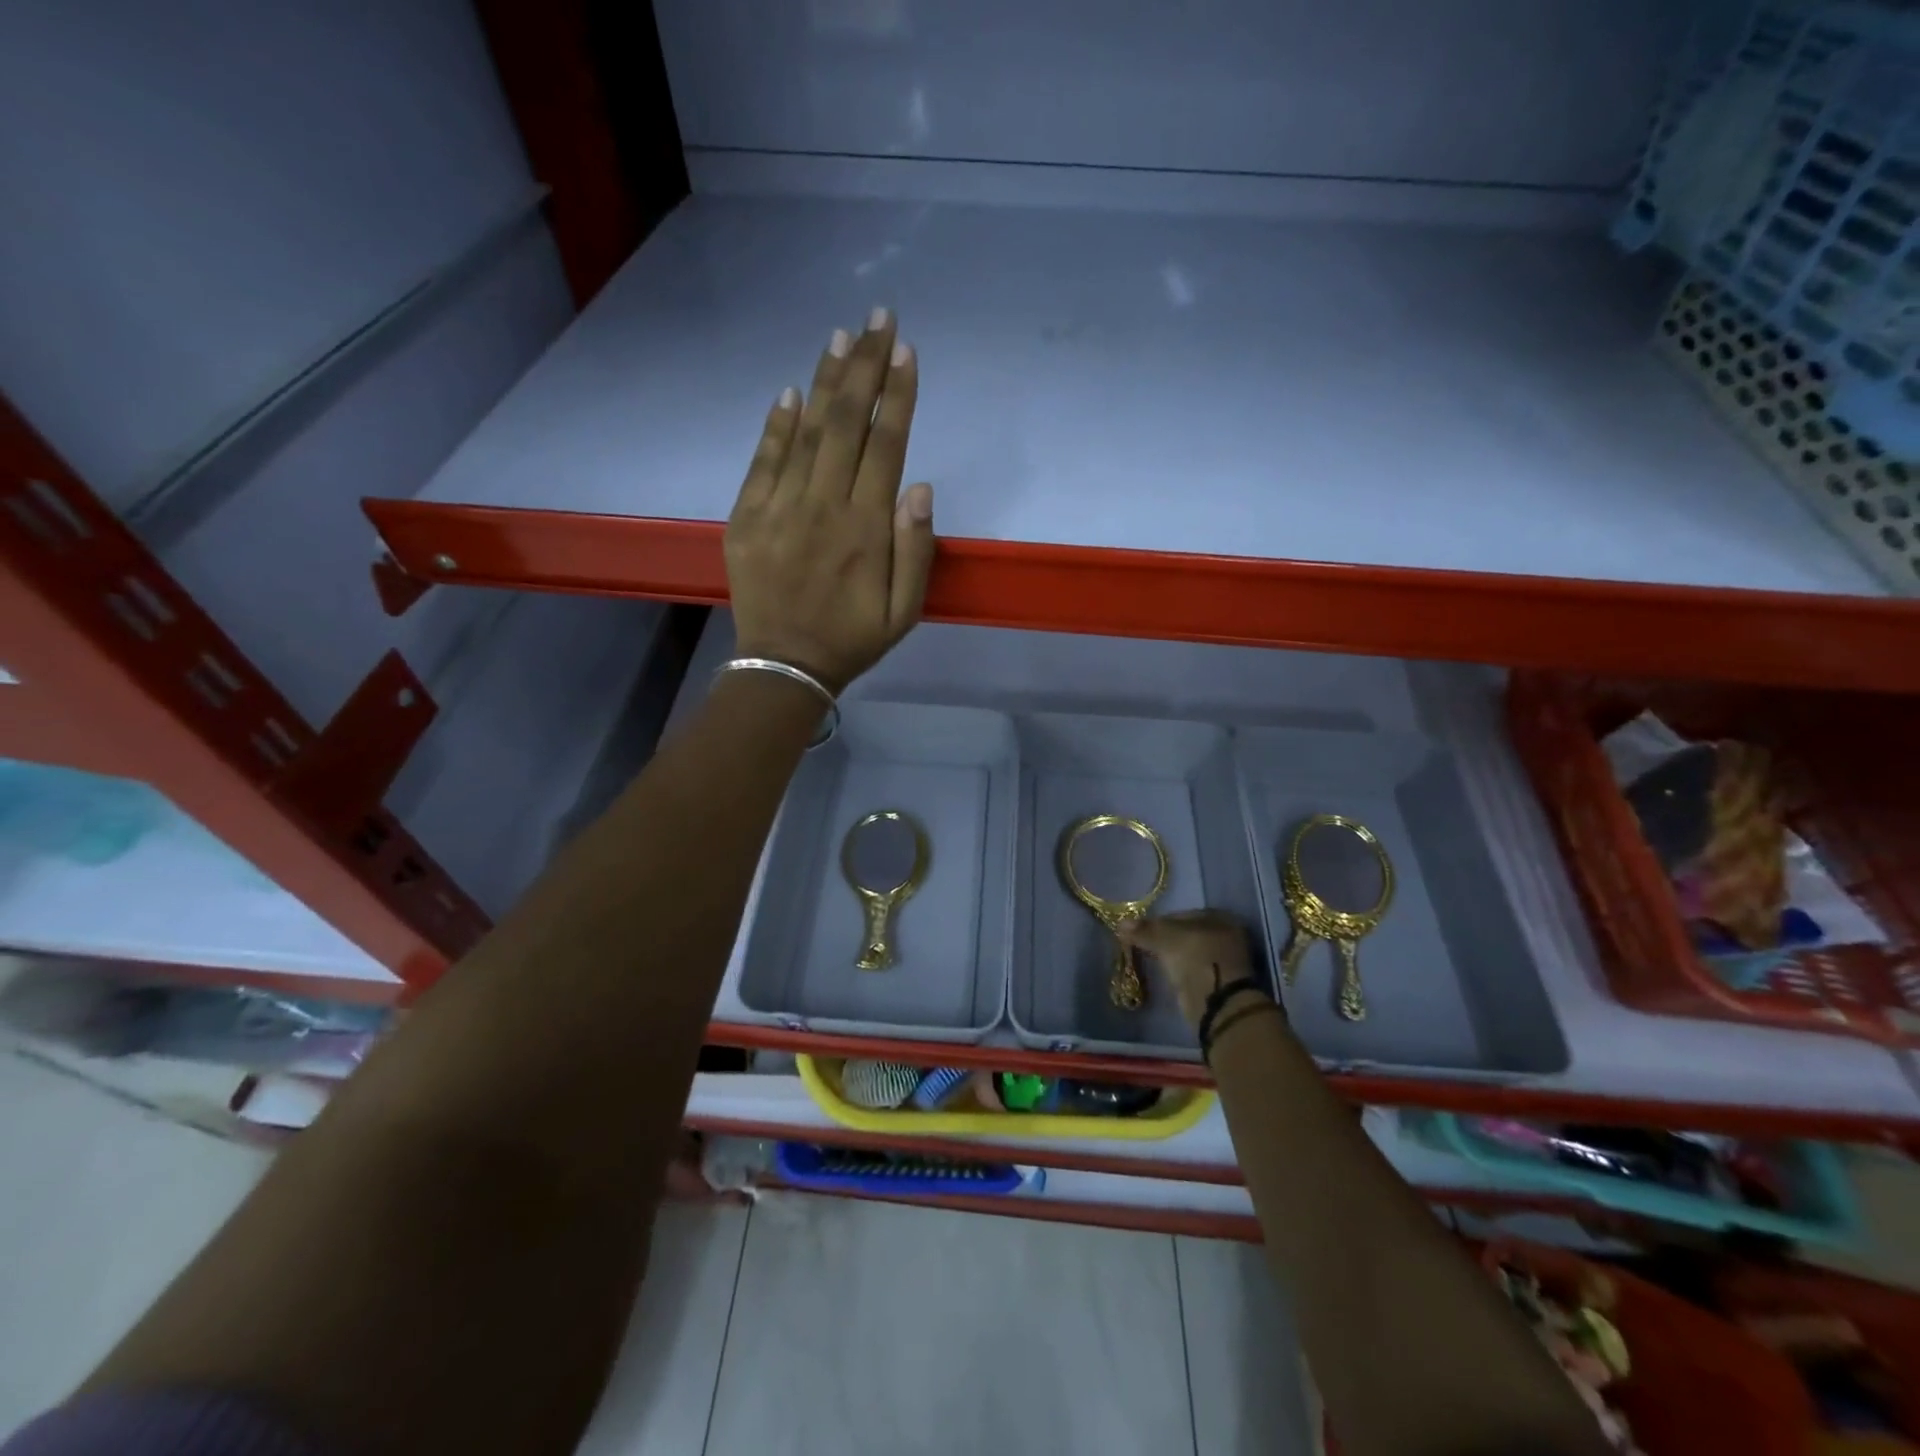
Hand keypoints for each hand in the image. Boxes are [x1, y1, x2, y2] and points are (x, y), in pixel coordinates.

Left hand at [724, 309, 934, 693]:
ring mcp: (779, 509)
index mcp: (866, 529)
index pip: (886, 446)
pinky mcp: (746, 518)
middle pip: (846, 424)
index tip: (907, 352)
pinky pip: (762, 461)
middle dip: (864, 367)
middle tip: (878, 319)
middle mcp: (823, 507)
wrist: (784, 666)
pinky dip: (776, 424)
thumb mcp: (905, 611)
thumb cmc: (853, 639)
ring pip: (806, 432)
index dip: (897, 395)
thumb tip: (920, 487)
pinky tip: (791, 391)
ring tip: (840, 336)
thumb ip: (916, 550)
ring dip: (825, 382)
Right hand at [1121, 911, 1257, 1026]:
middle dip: (1166, 938)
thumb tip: (1121, 923)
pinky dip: (1181, 970)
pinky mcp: (1220, 982)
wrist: (1216, 1002)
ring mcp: (1226, 961)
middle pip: (1188, 934)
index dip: (1160, 920)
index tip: (1142, 929)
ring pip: (1191, 952)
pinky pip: (1194, 969)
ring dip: (1174, 955)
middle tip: (1144, 943)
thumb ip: (1144, 930)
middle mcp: (1228, 936)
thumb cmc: (1195, 957)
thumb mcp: (1165, 937)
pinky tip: (1166, 972)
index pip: (1183, 915)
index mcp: (1221, 918)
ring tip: (1151, 959)